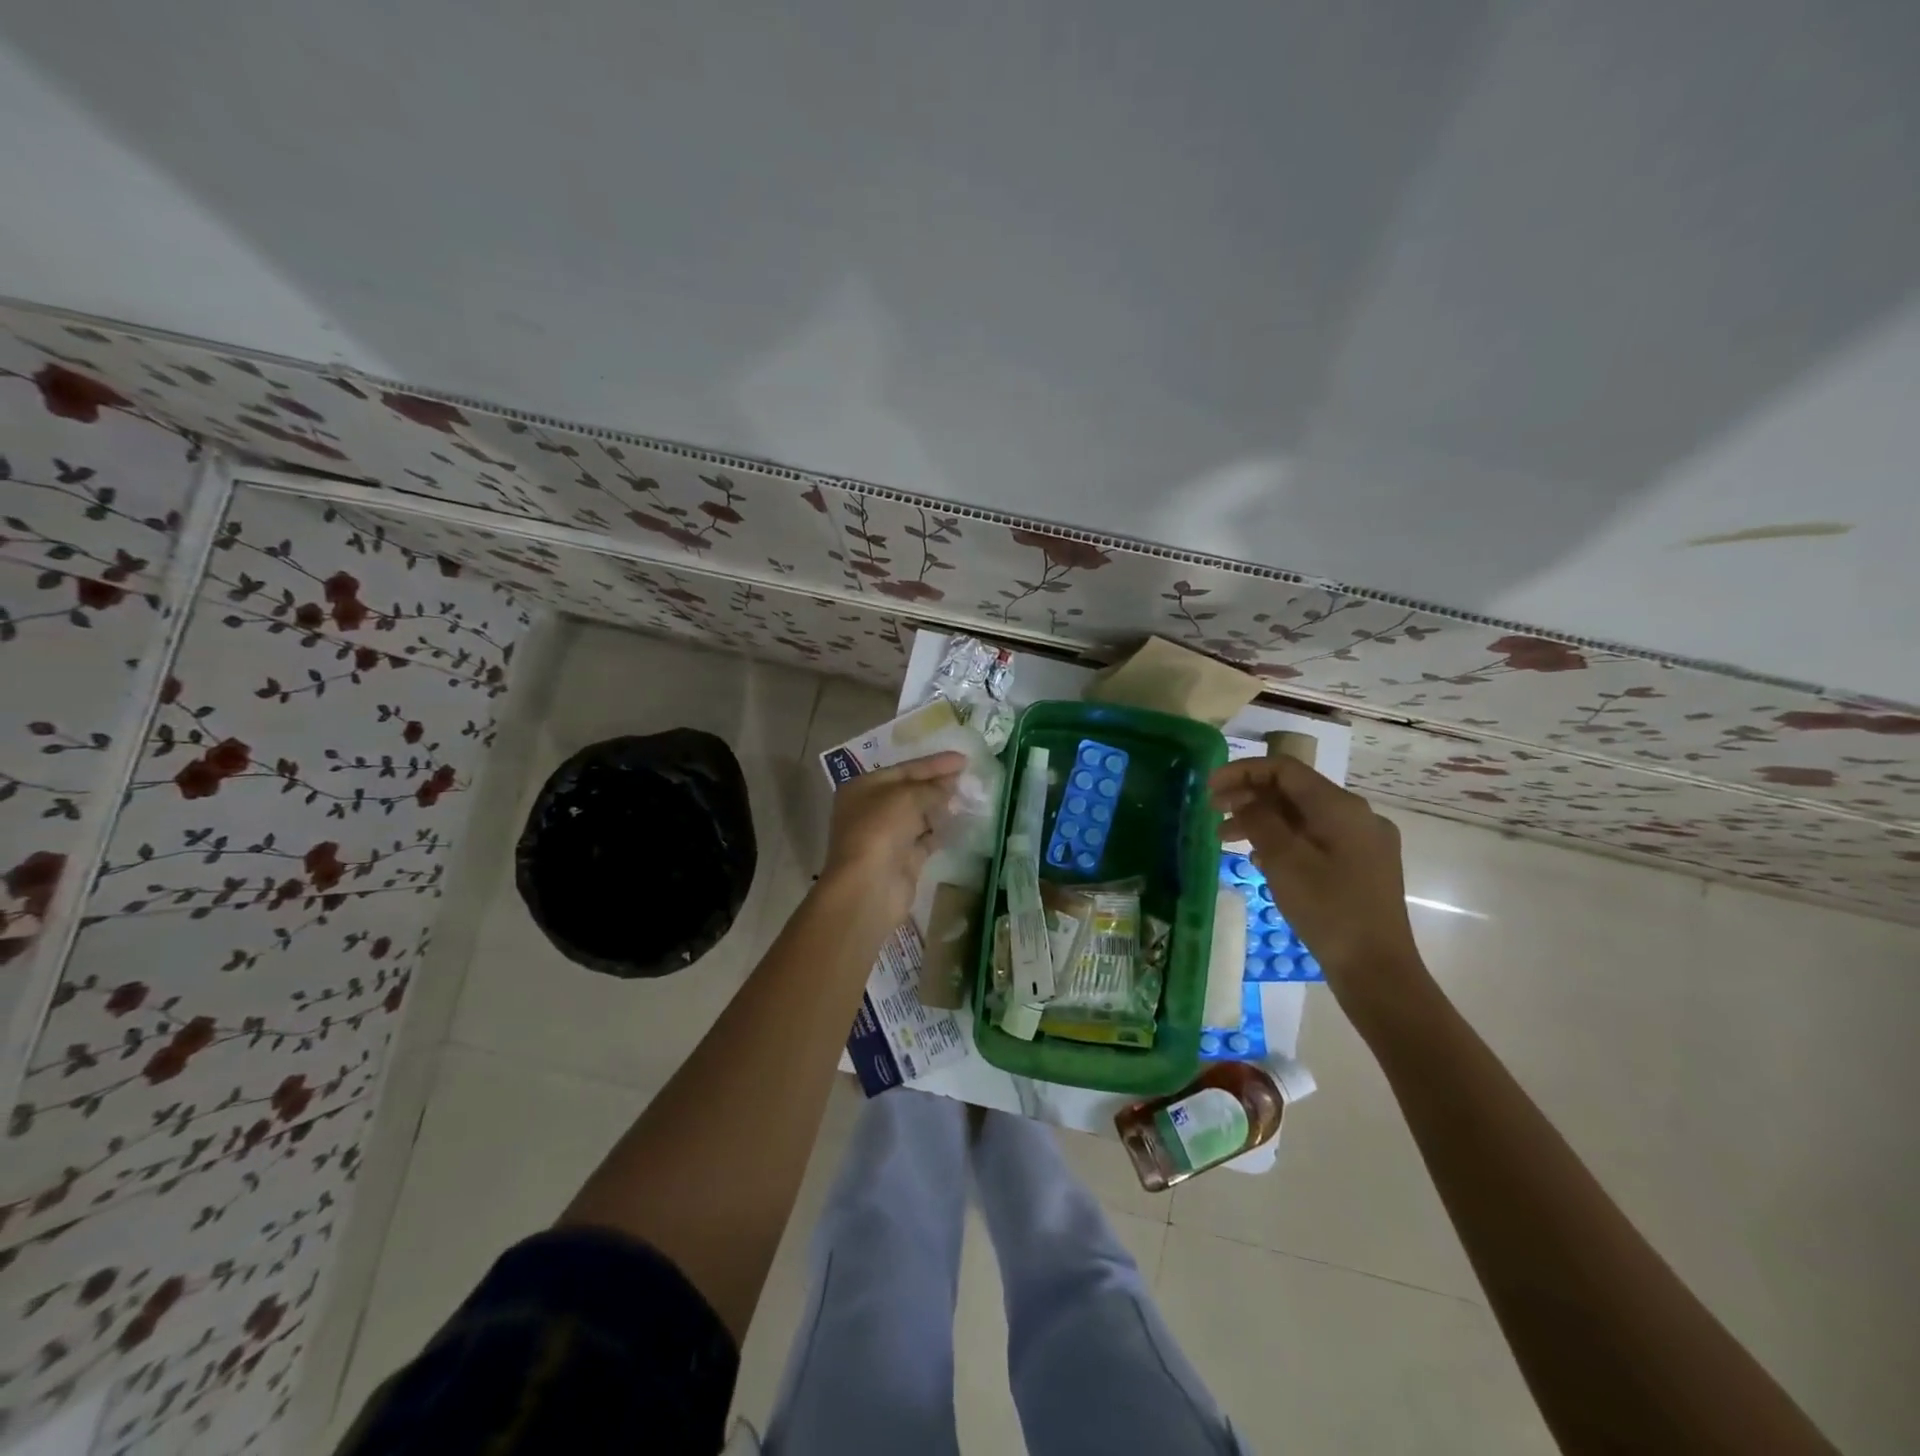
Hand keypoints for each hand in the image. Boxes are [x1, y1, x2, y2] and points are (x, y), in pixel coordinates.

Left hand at [819, 751, 967, 927]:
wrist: (869, 886)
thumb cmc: (880, 830)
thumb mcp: (907, 797)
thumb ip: (932, 787)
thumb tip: (950, 785)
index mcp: (863, 788)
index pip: (904, 769)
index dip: (934, 763)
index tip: (963, 759)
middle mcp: (871, 810)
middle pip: (910, 791)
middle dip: (938, 784)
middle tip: (969, 777)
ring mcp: (887, 836)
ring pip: (919, 815)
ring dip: (942, 806)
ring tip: (970, 796)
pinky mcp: (902, 859)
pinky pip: (926, 838)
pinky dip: (941, 830)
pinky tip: (961, 821)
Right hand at [1209, 756, 1426, 1003]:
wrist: (1377, 969)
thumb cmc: (1328, 909)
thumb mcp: (1284, 860)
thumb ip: (1260, 821)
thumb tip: (1243, 799)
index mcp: (1341, 807)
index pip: (1285, 769)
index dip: (1243, 772)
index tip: (1209, 787)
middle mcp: (1357, 816)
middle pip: (1294, 791)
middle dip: (1249, 797)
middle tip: (1212, 812)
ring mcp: (1362, 842)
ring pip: (1302, 817)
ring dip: (1262, 821)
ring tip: (1225, 839)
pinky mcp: (1361, 866)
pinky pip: (1314, 839)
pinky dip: (1282, 840)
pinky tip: (1259, 859)